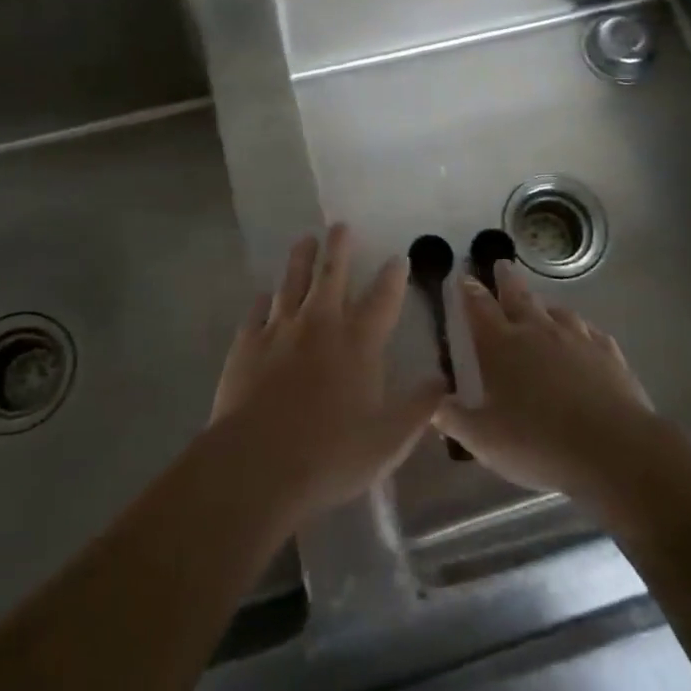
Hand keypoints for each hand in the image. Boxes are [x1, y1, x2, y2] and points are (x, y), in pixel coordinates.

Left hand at [211, 224, 444, 523]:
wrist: (257, 465)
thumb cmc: (330, 455)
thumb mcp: (389, 441)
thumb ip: (419, 408)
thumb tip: (443, 381)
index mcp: (358, 342)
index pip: (382, 298)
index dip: (393, 276)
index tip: (398, 256)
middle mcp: (320, 324)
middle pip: (332, 274)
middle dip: (339, 247)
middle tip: (340, 226)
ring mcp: (280, 330)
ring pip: (292, 282)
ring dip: (300, 259)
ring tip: (305, 241)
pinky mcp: (247, 344)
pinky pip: (257, 312)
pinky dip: (263, 300)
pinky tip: (264, 294)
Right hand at [434, 260, 659, 505]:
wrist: (614, 450)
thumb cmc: (539, 444)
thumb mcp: (484, 440)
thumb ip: (453, 418)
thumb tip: (431, 402)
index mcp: (502, 346)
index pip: (479, 308)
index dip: (469, 291)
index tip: (464, 276)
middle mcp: (537, 332)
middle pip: (519, 296)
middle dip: (506, 280)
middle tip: (502, 265)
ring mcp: (577, 339)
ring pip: (557, 311)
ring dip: (544, 305)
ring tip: (541, 306)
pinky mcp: (608, 354)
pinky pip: (590, 332)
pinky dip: (580, 330)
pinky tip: (583, 336)